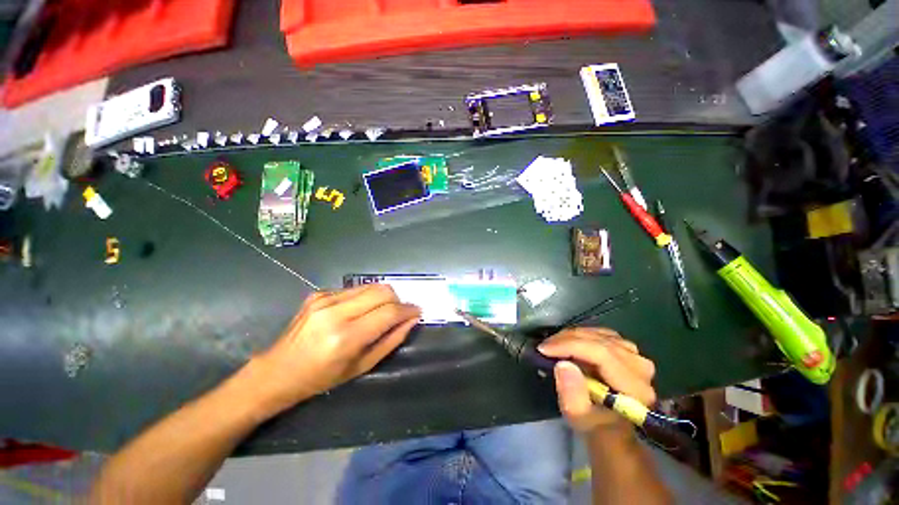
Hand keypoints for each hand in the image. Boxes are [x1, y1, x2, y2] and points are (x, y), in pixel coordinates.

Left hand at [251, 285, 420, 410]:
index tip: (417, 312)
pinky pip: (355, 289)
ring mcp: (325, 298)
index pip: (389, 313)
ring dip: (383, 297)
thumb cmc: (321, 377)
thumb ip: (391, 340)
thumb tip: (412, 320)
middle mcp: (335, 312)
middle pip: (383, 291)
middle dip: (398, 300)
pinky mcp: (319, 293)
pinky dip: (366, 297)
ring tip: (381, 312)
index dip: (408, 310)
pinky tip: (360, 311)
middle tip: (399, 313)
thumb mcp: (362, 366)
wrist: (277, 370)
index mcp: (345, 337)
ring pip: (371, 286)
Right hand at [538, 328, 656, 433]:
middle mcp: (640, 367)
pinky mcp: (628, 349)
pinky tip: (569, 342)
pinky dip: (581, 335)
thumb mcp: (580, 419)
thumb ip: (573, 396)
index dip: (571, 346)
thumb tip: (562, 364)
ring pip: (599, 334)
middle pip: (600, 341)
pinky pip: (601, 333)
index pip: (602, 354)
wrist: (613, 428)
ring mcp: (636, 355)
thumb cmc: (596, 426)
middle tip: (544, 346)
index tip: (544, 349)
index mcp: (635, 388)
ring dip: (572, 336)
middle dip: (567, 340)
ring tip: (554, 345)